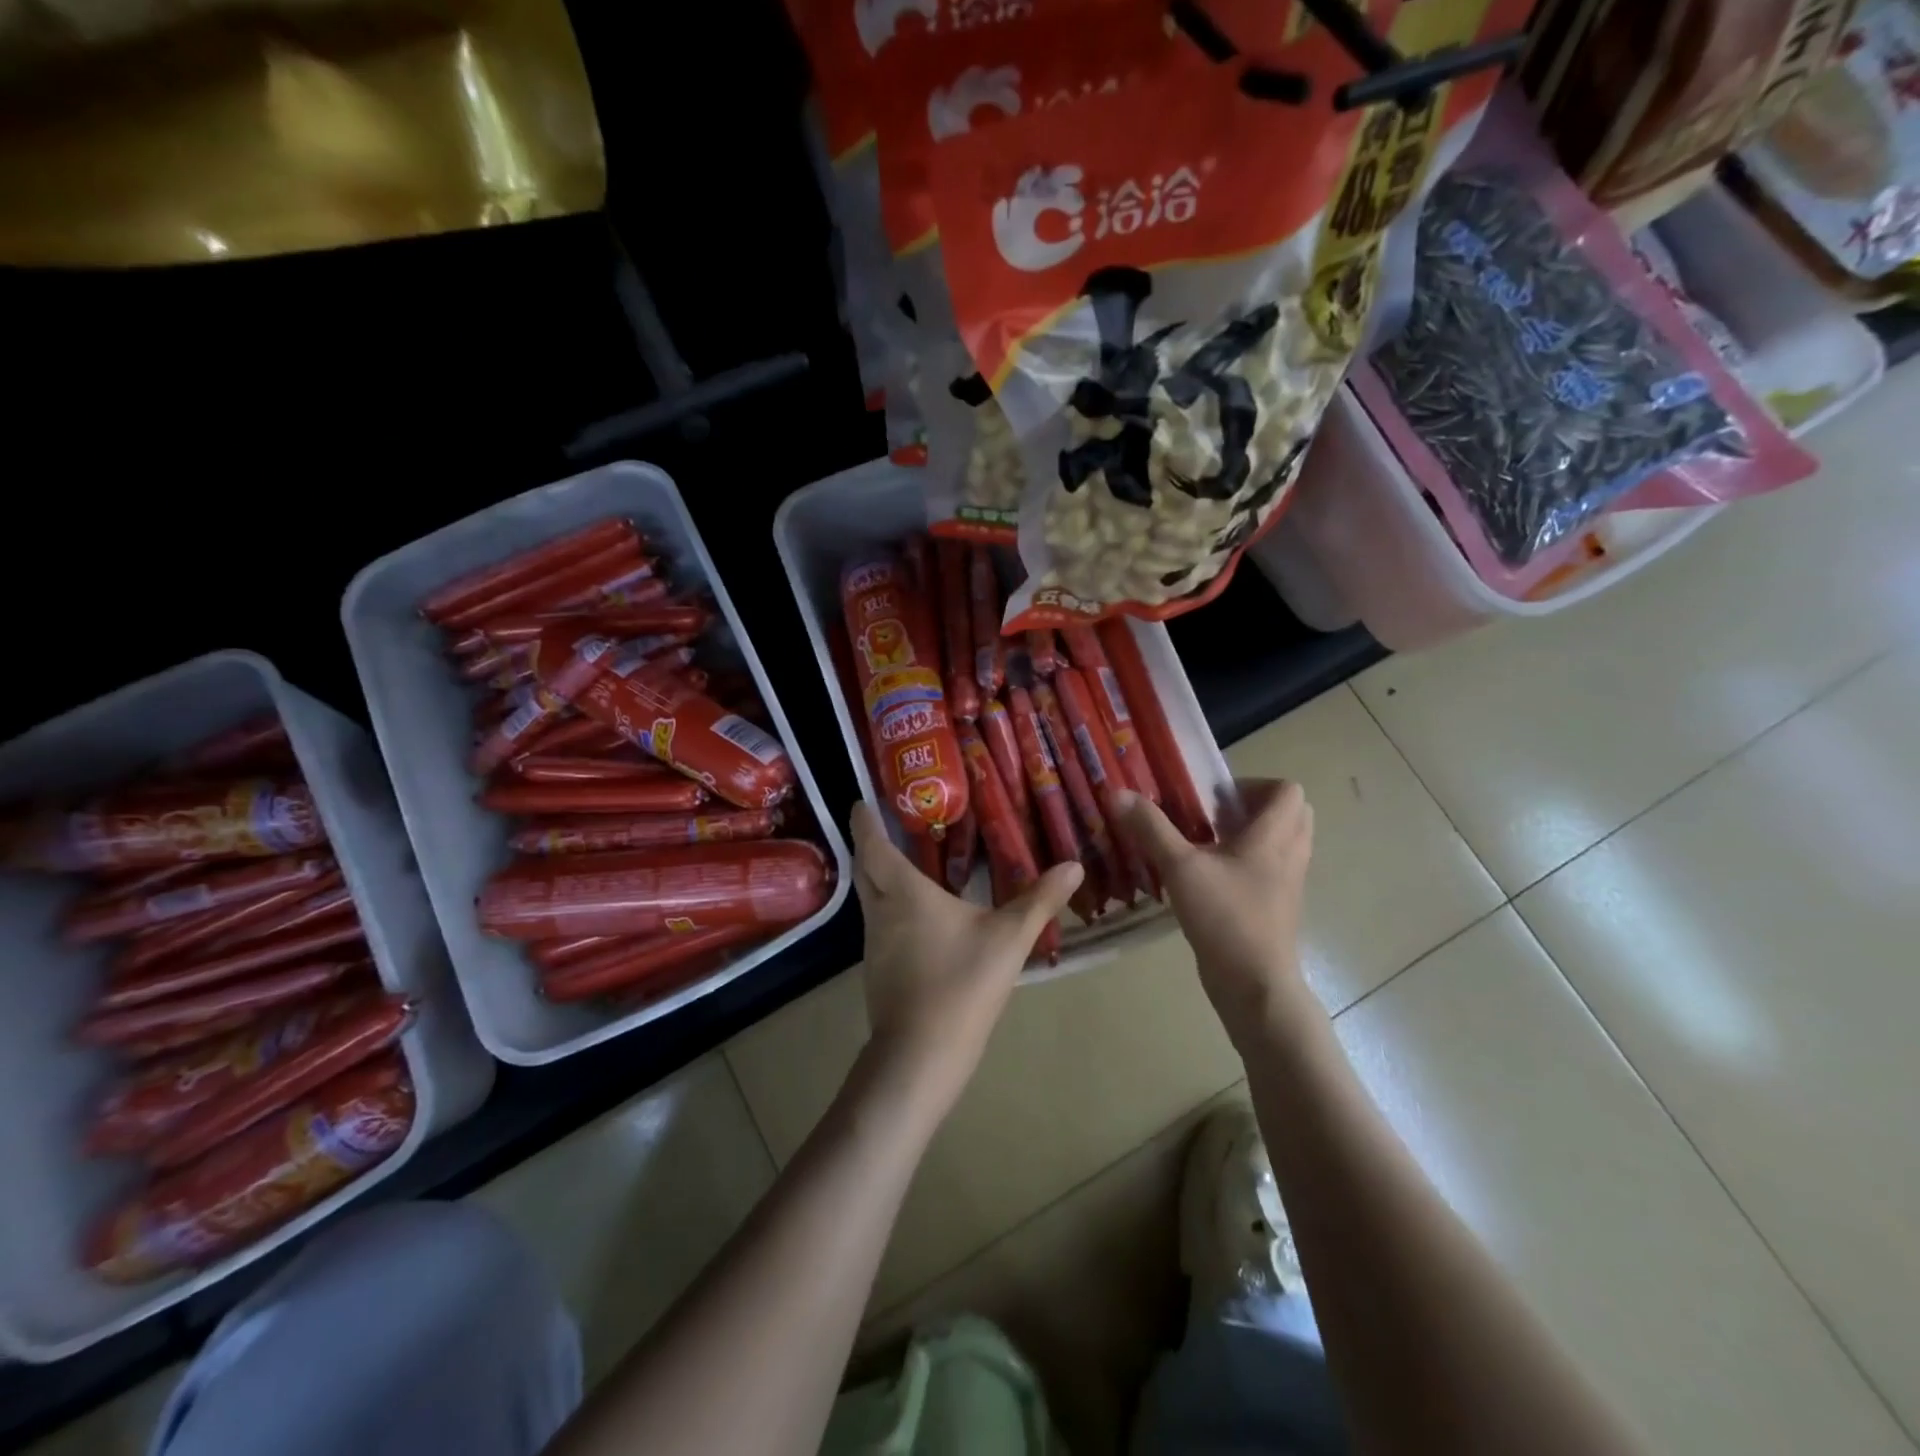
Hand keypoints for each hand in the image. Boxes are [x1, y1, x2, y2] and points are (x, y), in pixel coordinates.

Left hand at [850, 802, 1082, 1117]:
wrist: (922, 1054)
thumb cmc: (963, 984)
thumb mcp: (1010, 938)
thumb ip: (1040, 900)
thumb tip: (1074, 865)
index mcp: (903, 892)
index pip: (872, 845)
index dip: (864, 821)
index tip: (863, 801)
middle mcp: (880, 911)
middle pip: (864, 868)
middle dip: (868, 844)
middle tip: (888, 824)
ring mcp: (873, 943)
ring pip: (868, 897)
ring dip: (878, 875)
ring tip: (906, 860)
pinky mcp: (877, 969)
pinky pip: (878, 922)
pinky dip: (889, 905)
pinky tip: (916, 914)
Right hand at [1113, 780, 1316, 1039]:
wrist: (1254, 985)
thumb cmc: (1224, 918)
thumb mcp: (1180, 867)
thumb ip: (1150, 828)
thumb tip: (1118, 793)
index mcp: (1273, 837)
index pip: (1288, 790)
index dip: (1254, 784)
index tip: (1215, 798)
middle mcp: (1289, 855)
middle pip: (1290, 813)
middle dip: (1253, 807)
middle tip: (1214, 816)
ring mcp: (1287, 884)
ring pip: (1281, 843)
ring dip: (1250, 835)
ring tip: (1208, 844)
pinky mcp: (1278, 908)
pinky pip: (1271, 869)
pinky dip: (1248, 862)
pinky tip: (1210, 877)